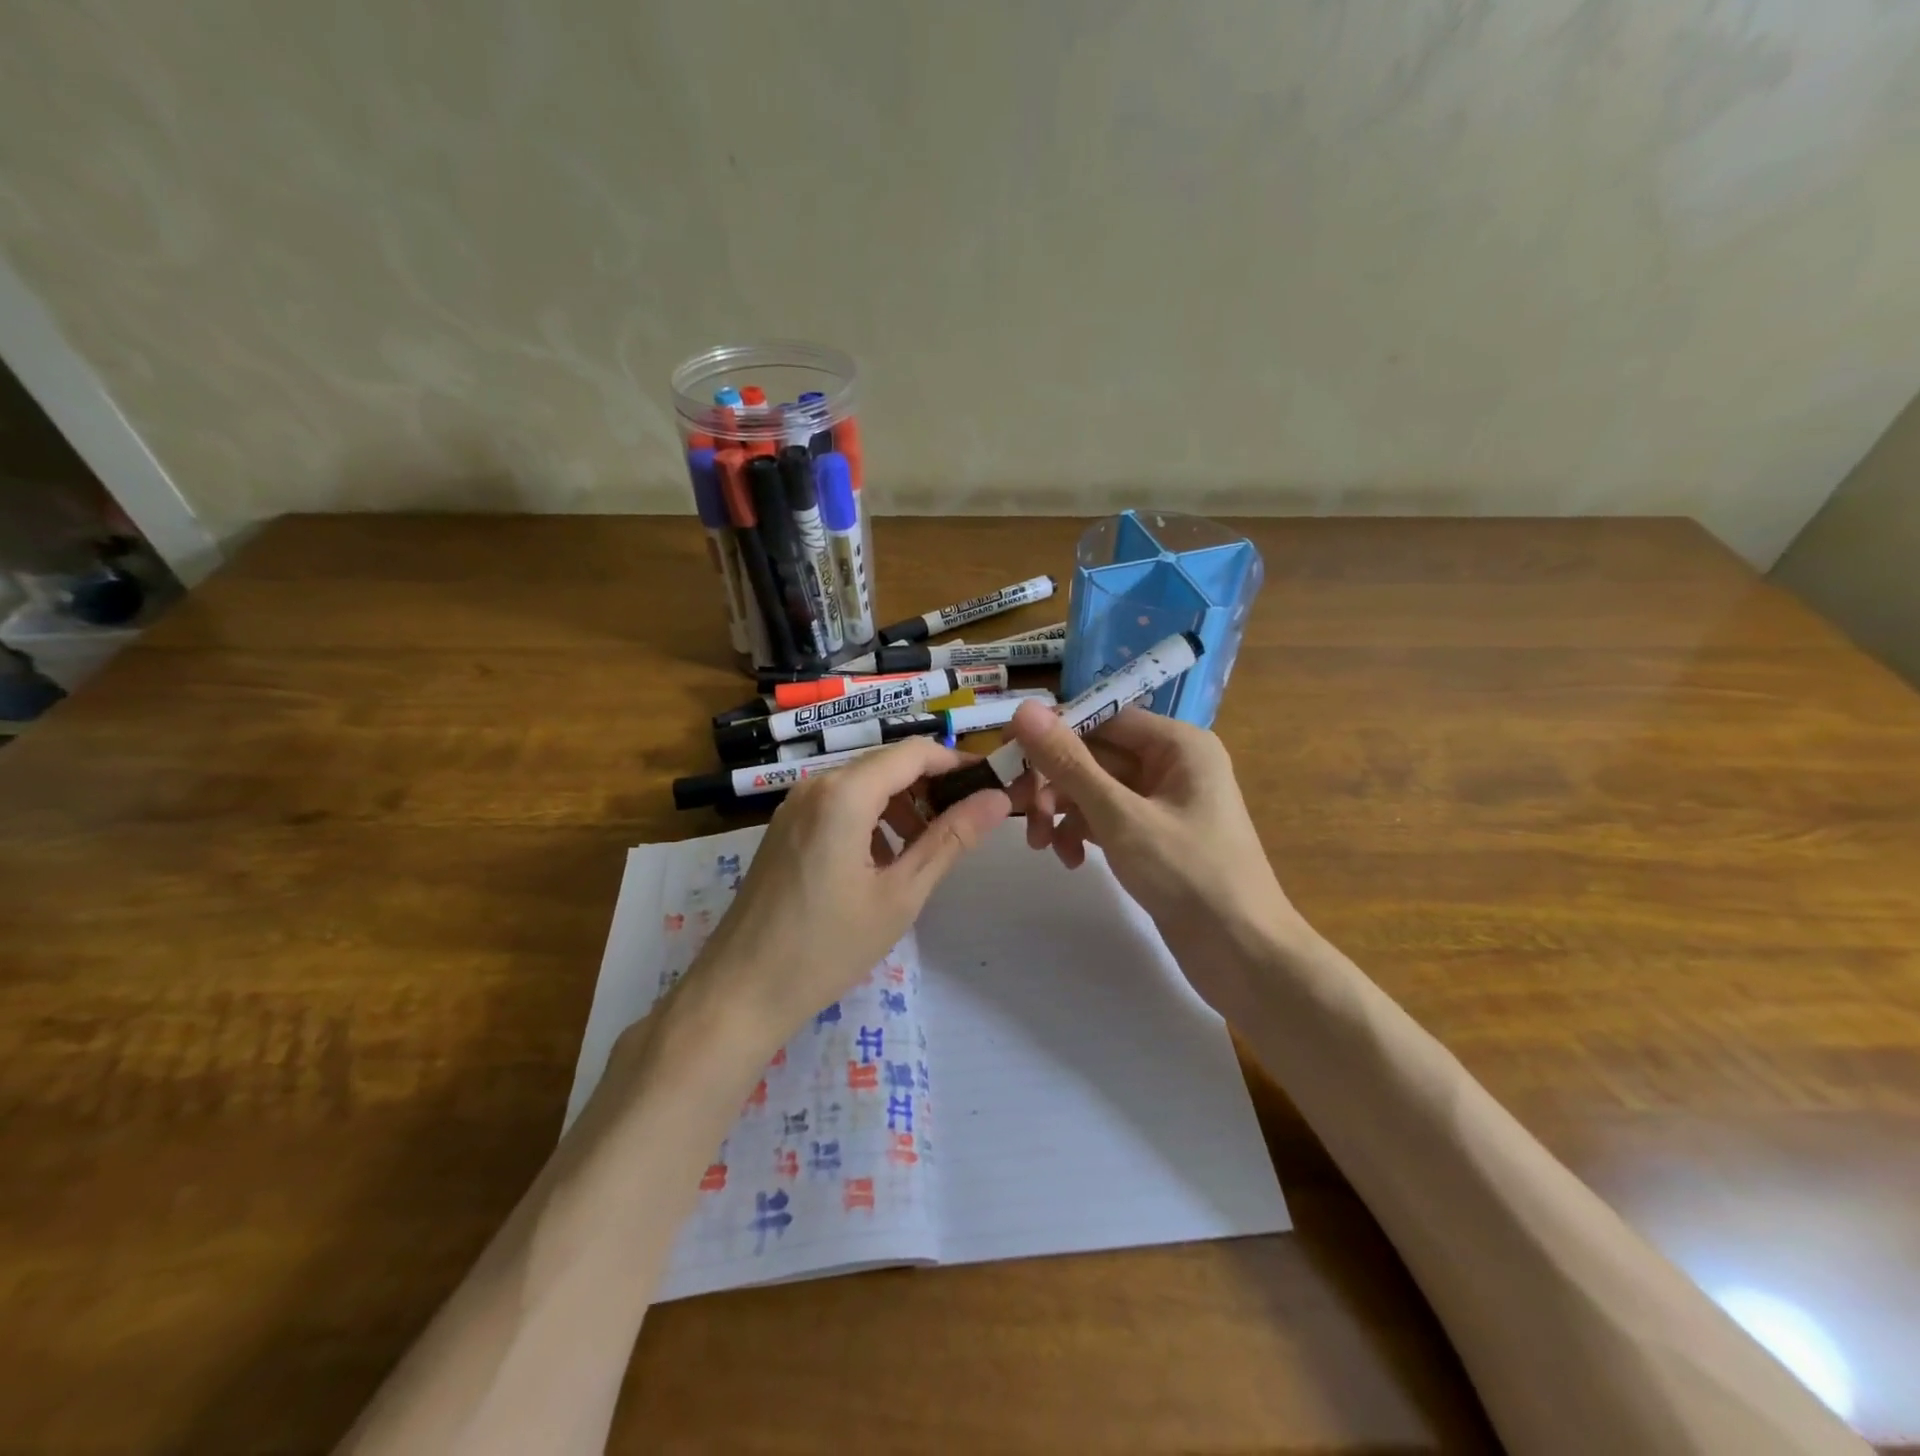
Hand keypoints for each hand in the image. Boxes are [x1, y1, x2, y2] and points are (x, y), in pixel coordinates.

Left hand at [690, 738, 1010, 1048]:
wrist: (740, 991)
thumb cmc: (827, 946)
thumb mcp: (901, 894)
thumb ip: (951, 839)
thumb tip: (996, 798)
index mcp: (844, 793)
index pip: (915, 752)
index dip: (957, 763)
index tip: (990, 788)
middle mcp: (816, 785)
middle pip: (888, 765)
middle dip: (931, 788)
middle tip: (965, 825)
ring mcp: (794, 805)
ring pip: (863, 785)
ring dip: (902, 806)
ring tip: (927, 850)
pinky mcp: (785, 827)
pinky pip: (838, 805)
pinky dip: (871, 820)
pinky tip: (883, 862)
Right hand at [1005, 700, 1305, 1006]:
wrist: (1243, 955)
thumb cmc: (1189, 875)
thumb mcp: (1120, 817)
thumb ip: (1069, 763)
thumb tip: (1025, 708)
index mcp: (1177, 744)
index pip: (1101, 717)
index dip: (1052, 731)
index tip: (1006, 751)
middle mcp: (1171, 763)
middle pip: (1094, 754)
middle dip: (1054, 783)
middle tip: (1017, 810)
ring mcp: (1162, 801)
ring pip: (1094, 789)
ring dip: (1062, 811)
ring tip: (1042, 845)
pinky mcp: (1153, 835)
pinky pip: (1106, 818)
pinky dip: (1083, 833)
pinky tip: (1071, 860)